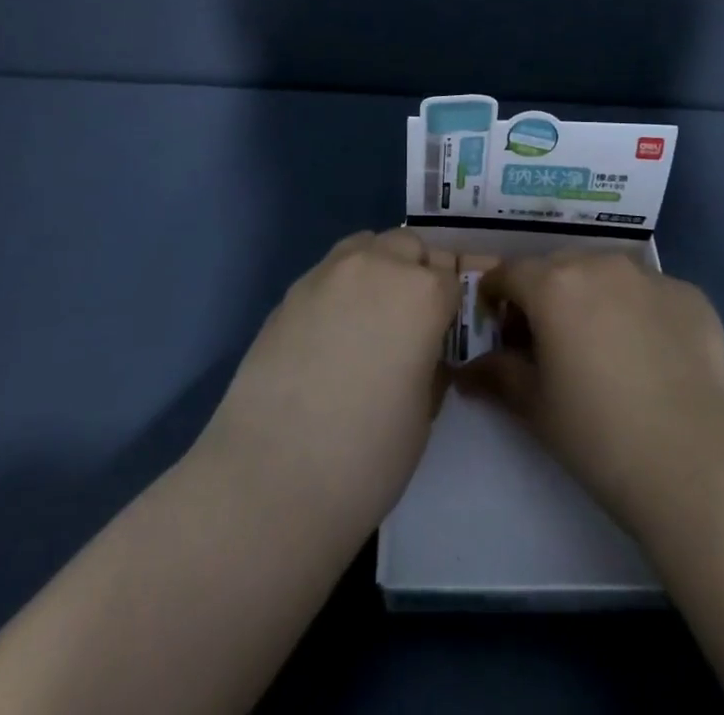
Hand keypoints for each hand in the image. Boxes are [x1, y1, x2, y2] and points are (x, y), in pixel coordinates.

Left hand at [195, 229, 459, 541]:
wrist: (272, 478)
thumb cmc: (367, 454)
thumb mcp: (423, 411)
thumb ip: (430, 363)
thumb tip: (421, 351)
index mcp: (422, 293)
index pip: (451, 276)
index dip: (451, 304)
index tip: (446, 330)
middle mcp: (377, 266)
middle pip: (409, 247)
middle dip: (417, 272)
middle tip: (411, 319)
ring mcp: (328, 273)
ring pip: (366, 245)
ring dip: (378, 267)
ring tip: (370, 315)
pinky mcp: (290, 291)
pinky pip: (329, 271)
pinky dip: (342, 286)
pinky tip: (331, 331)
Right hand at [460, 250, 723, 538]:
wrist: (699, 465)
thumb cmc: (600, 437)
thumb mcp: (536, 408)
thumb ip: (498, 375)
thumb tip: (467, 370)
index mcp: (554, 285)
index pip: (509, 273)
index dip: (496, 295)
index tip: (496, 322)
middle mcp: (600, 264)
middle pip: (558, 266)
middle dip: (544, 293)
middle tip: (547, 339)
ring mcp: (651, 276)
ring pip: (606, 273)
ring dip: (592, 295)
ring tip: (601, 343)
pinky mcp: (690, 294)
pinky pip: (650, 292)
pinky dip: (638, 310)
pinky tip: (650, 355)